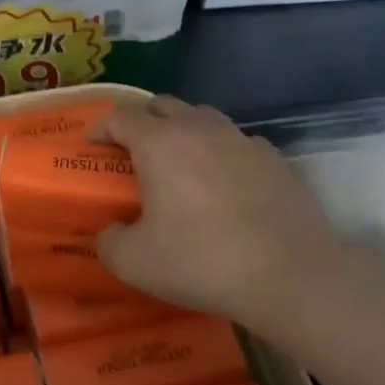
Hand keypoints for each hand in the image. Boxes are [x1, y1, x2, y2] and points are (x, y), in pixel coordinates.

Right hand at [94, 96, 364, 328]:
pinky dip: (221, 152)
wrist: (293, 278)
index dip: (100, 128)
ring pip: (202, 117)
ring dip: (182, 131)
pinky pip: (237, 142)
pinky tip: (224, 182)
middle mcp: (200, 129)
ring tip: (178, 162)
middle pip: (162, 105)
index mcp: (159, 143)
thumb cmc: (203, 262)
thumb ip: (109, 241)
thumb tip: (113, 231)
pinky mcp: (276, 160)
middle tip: (132, 152)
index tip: (92, 147)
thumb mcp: (134, 262)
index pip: (120, 116)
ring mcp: (242, 140)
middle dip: (141, 122)